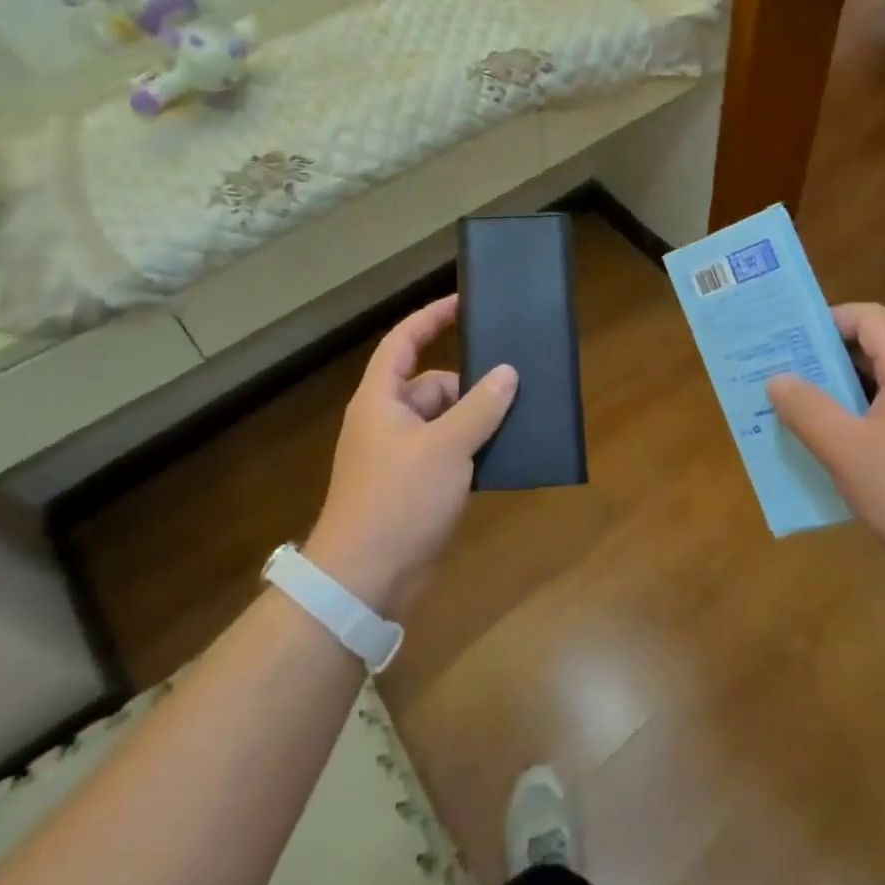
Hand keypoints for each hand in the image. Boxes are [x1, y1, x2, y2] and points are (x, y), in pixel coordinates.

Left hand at [306, 296, 516, 615]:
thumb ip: (480, 407)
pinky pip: (447, 452)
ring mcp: (400, 455)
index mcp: (381, 398)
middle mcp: (387, 420)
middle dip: (470, 384)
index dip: (432, 317)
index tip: (464, 302)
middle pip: (432, 383)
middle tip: (515, 380)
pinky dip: (471, 449)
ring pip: (444, 420)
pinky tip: (503, 454)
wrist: (365, 581)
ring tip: (519, 416)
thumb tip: (507, 373)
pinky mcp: (413, 486)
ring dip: (475, 419)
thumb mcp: (447, 447)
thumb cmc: (399, 500)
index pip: (404, 341)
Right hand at [766, 303, 884, 584]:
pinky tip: (832, 457)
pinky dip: (854, 425)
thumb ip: (808, 409)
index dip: (825, 321)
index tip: (787, 345)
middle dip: (821, 361)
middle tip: (778, 380)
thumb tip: (777, 379)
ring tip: (794, 417)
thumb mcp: (848, 452)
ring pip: (875, 389)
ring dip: (834, 397)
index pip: (867, 317)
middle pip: (869, 350)